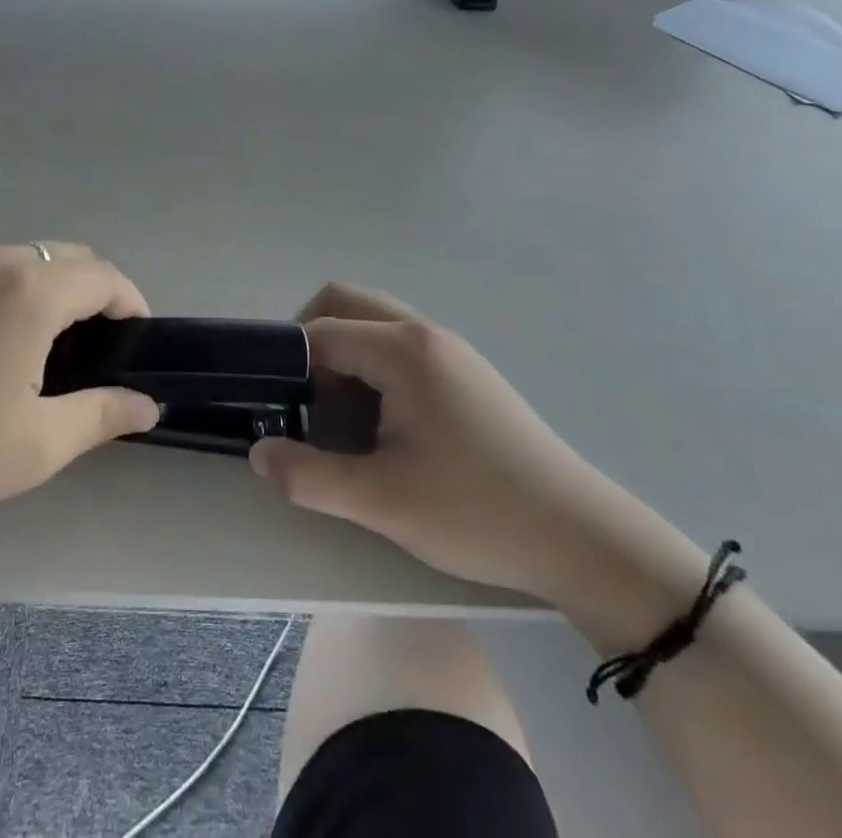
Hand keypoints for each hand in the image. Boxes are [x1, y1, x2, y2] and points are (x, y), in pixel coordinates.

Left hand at [0, 244, 159, 530]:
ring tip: (51, 352)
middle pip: (71, 258)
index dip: (132, 306)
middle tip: (98, 353)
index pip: (105, 276)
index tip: (137, 347)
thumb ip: (101, 415)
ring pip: (31, 260)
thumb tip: (147, 404)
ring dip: (57, 291)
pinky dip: (19, 291)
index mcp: (32, 290)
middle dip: (98, 295)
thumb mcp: (34, 445)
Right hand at [249, 283, 614, 598]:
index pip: (321, 331)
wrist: (582, 538)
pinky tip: (381, 421)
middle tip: (303, 398)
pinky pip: (400, 344)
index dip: (290, 366)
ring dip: (343, 352)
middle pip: (345, 303)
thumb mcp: (382, 503)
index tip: (280, 409)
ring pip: (374, 322)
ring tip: (340, 413)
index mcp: (403, 351)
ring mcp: (451, 349)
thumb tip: (258, 453)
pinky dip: (372, 364)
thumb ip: (309, 476)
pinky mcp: (466, 371)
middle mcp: (425, 333)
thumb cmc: (477, 513)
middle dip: (311, 341)